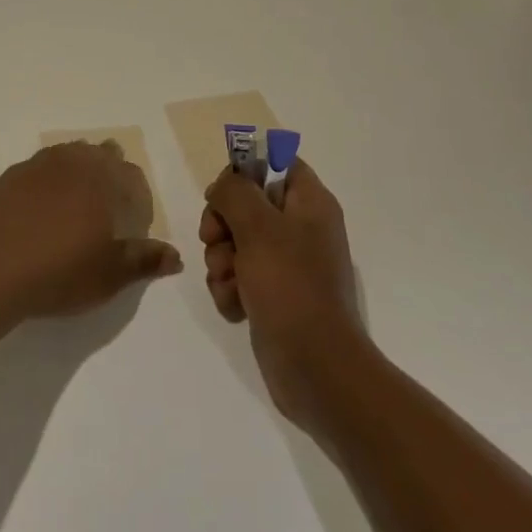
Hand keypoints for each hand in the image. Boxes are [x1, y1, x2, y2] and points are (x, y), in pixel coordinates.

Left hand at [0, 141, 182, 321]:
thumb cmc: (58, 273)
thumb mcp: (109, 275)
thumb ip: (144, 260)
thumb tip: (175, 255)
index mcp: (103, 181)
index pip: (132, 176)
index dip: (139, 198)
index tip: (134, 224)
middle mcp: (73, 162)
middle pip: (101, 155)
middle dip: (111, 175)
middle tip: (107, 210)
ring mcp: (38, 165)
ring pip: (69, 154)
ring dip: (80, 171)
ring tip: (76, 204)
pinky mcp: (10, 175)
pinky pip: (40, 167)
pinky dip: (49, 180)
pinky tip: (41, 207)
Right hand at [201, 159, 365, 432]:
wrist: (315, 368)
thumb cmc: (291, 287)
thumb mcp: (259, 227)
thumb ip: (235, 192)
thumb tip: (224, 186)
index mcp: (310, 203)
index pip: (276, 163)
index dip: (245, 171)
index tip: (223, 193)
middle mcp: (300, 229)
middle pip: (246, 203)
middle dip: (221, 224)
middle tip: (216, 241)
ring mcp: (286, 264)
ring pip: (235, 242)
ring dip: (220, 260)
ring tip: (229, 282)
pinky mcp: (272, 295)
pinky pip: (237, 277)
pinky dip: (229, 289)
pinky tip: (235, 306)